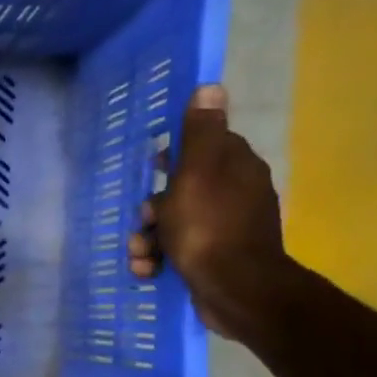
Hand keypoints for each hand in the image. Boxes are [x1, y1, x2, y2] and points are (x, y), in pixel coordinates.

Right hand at [127, 84, 294, 339]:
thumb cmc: (209, 227)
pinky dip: (159, 259)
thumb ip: (200, 132)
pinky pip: (179, 250)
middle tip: (143, 221)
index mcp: (236, 167)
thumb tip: (211, 86)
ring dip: (148, 238)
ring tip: (140, 255)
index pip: (203, 147)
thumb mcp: (197, 172)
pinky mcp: (216, 259)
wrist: (235, 290)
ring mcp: (226, 229)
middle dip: (152, 208)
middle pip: (181, 189)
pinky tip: (149, 270)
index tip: (153, 168)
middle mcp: (236, 194)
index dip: (173, 156)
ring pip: (174, 223)